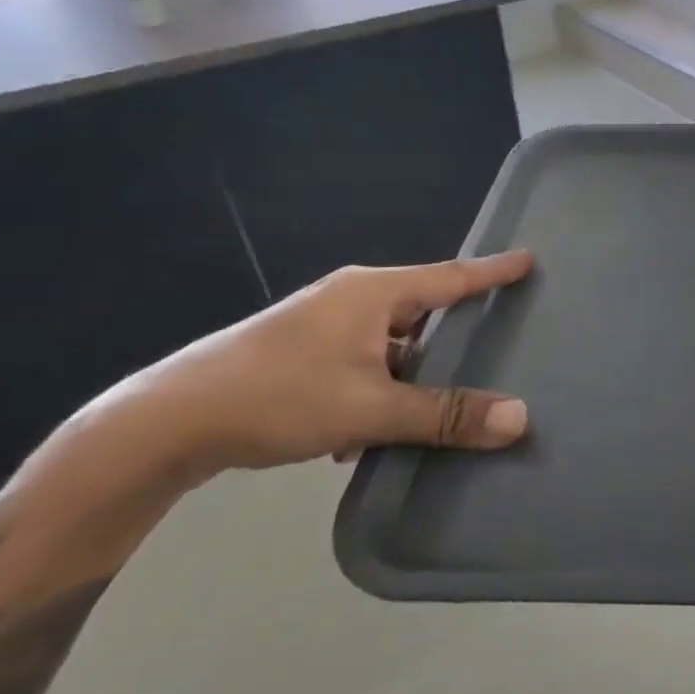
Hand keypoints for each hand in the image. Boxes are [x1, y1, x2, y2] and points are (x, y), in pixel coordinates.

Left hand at [87, 253, 535, 484]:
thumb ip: (446, 414)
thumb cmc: (278, 397)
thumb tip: (519, 418)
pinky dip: (377, 388)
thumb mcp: (370, 409)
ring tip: (434, 406)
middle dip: (454, 331)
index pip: (451, 276)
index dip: (493, 271)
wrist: (166, 423)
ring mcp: (322, 325)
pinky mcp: (300, 352)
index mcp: (374, 293)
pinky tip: (368, 433)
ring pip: (390, 342)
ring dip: (411, 372)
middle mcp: (351, 299)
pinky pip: (362, 361)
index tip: (529, 260)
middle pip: (422, 308)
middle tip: (494, 342)